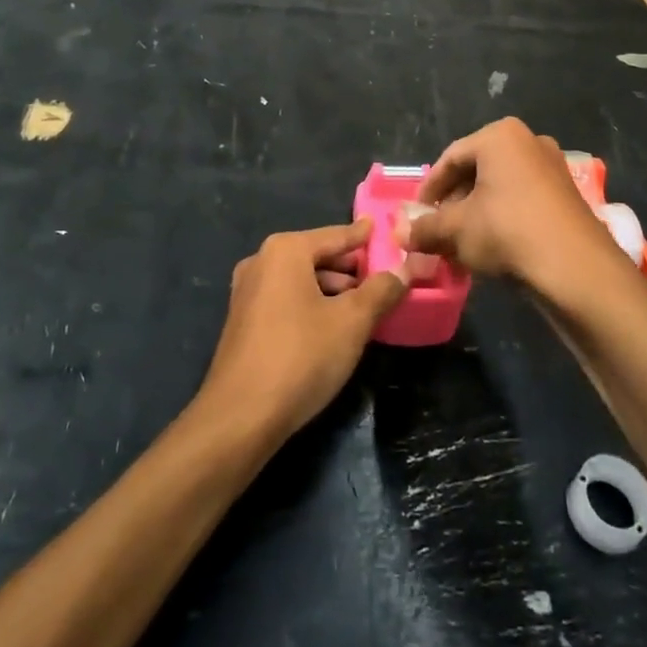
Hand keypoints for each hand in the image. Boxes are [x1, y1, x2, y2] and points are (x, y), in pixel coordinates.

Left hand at [200, 222, 405, 442]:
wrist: (241, 416)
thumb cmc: (301, 356)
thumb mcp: (352, 322)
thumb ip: (381, 290)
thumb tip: (405, 269)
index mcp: (285, 251)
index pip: (336, 235)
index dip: (364, 236)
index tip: (384, 229)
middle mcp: (261, 262)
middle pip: (317, 256)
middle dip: (350, 267)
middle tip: (384, 276)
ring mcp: (247, 292)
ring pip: (301, 280)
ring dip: (333, 289)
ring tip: (365, 305)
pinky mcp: (243, 321)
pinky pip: (286, 300)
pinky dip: (312, 304)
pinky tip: (333, 325)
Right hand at [407, 118, 627, 297]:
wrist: (575, 268)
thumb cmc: (507, 232)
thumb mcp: (456, 230)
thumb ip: (424, 228)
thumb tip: (400, 234)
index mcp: (500, 136)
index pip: (450, 158)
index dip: (428, 190)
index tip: (415, 216)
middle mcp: (529, 141)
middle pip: (476, 171)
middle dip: (453, 203)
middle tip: (437, 231)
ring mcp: (553, 167)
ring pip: (500, 188)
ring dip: (476, 213)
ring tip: (462, 245)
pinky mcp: (568, 194)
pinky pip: (523, 200)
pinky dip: (502, 218)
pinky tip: (492, 247)